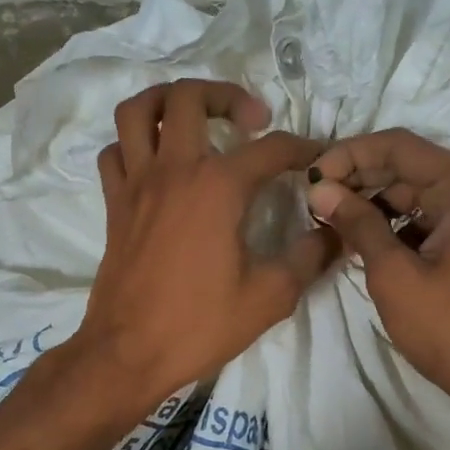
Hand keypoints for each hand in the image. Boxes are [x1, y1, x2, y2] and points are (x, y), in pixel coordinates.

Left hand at [65, 81, 335, 416]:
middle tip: (251, 121)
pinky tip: (158, 163)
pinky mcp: (115, 204)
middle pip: (190, 97)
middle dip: (227, 95)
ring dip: (168, 101)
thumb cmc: (199, 326)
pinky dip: (134, 144)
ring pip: (138, 111)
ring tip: (196, 118)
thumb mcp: (269, 297)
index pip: (270, 148)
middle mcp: (174, 171)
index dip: (303, 148)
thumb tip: (335, 233)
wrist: (127, 354)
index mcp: (217, 188)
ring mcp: (137, 184)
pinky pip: (115, 152)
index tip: (319, 158)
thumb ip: (308, 258)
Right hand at [305, 130, 449, 417]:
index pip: (399, 146)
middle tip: (313, 202)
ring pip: (413, 194)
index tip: (311, 177)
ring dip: (372, 204)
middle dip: (358, 180)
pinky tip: (359, 241)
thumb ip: (357, 224)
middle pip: (407, 167)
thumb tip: (320, 189)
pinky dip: (392, 226)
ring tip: (329, 221)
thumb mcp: (395, 274)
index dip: (349, 155)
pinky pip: (425, 219)